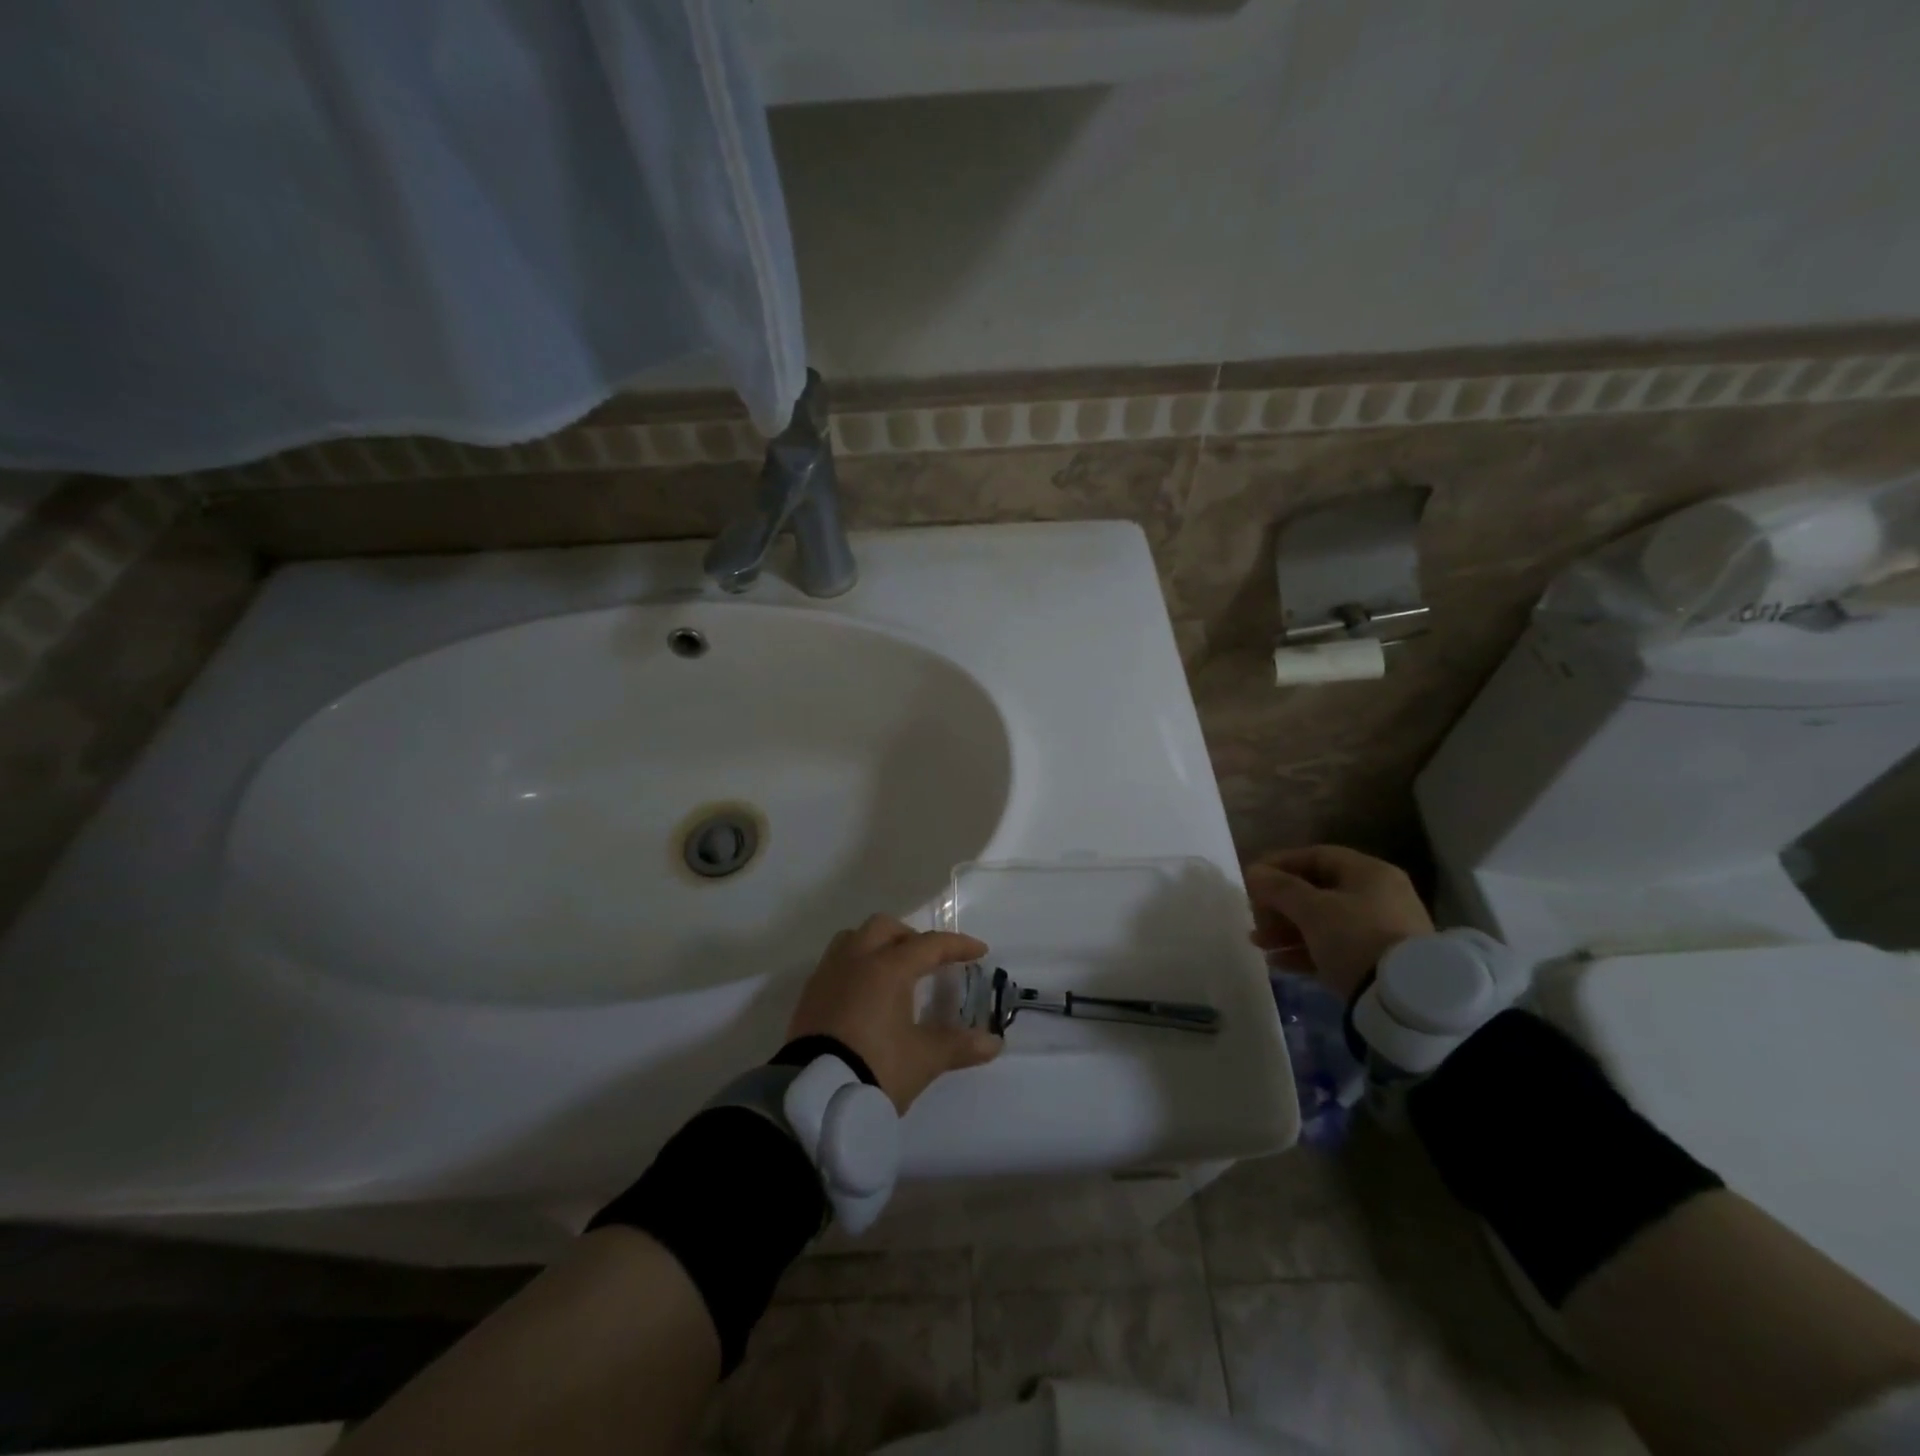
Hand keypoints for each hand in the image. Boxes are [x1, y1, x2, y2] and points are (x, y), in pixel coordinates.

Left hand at [787, 915, 1002, 1112]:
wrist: (813, 1098)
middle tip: (928, 960)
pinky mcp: (809, 994)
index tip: (979, 951)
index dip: (957, 946)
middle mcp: (856, 959)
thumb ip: (959, 1046)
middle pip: (885, 928)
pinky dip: (856, 964)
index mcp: (888, 968)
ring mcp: (828, 974)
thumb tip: (994, 1043)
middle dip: (911, 937)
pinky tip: (864, 992)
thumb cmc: (875, 1068)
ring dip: (877, 944)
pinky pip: (836, 962)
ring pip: (854, 938)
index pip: (929, 945)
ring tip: (893, 970)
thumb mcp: (923, 1059)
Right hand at [1245, 846, 1433, 1002]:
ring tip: (1258, 943)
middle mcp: (1379, 896)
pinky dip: (1304, 950)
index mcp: (1369, 873)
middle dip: (1279, 903)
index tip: (1251, 878)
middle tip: (1253, 916)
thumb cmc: (1356, 938)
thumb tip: (1254, 872)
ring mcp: (1380, 930)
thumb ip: (1279, 888)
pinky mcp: (1377, 962)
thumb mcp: (1312, 910)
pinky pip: (1333, 947)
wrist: (1405, 1001)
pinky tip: (1277, 962)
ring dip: (1286, 929)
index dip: (1280, 864)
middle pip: (1317, 891)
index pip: (1316, 856)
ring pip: (1323, 922)